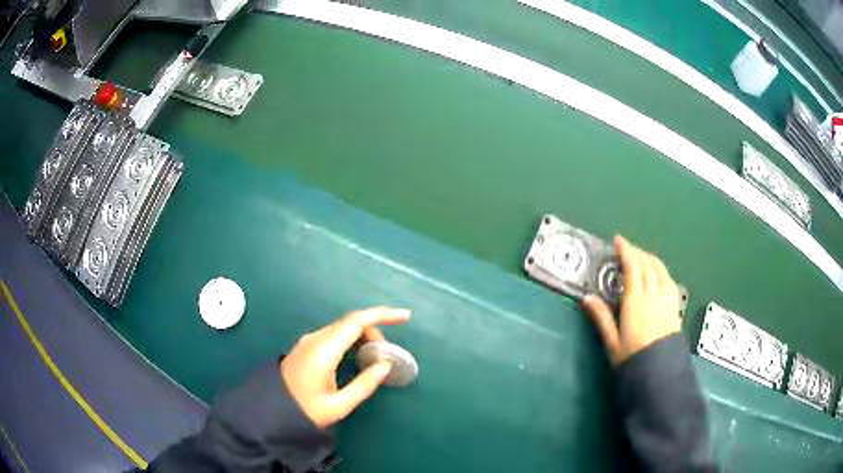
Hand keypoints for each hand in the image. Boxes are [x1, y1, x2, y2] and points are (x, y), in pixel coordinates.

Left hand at [280, 307, 410, 428]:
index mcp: (324, 350)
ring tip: (374, 357)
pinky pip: (334, 335)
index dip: (383, 314)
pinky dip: (351, 339)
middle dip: (374, 330)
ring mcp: (309, 341)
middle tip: (386, 353)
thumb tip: (384, 365)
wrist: (272, 410)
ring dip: (362, 335)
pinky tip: (356, 357)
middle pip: (351, 322)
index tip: (405, 316)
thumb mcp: (339, 404)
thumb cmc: (305, 409)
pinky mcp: (306, 346)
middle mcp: (316, 338)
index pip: (357, 321)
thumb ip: (364, 384)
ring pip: (342, 328)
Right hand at [582, 236, 680, 366]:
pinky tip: (658, 274)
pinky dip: (661, 270)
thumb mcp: (612, 341)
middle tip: (626, 250)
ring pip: (660, 269)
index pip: (632, 267)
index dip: (626, 250)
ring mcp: (667, 299)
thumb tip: (587, 298)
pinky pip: (669, 279)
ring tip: (641, 258)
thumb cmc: (632, 358)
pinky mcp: (675, 305)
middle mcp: (653, 295)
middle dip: (637, 252)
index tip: (618, 240)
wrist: (659, 372)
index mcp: (636, 302)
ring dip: (650, 259)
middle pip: (647, 264)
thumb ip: (601, 317)